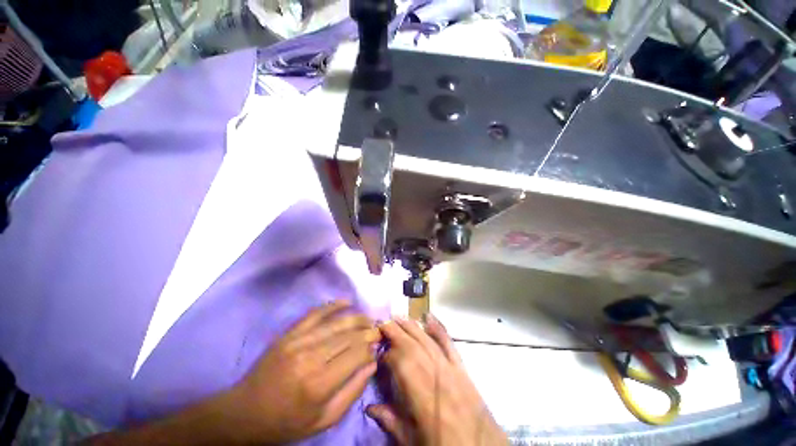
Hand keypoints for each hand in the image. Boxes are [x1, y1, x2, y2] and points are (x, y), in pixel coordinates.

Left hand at [229, 299, 380, 443]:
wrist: (245, 412)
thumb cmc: (286, 422)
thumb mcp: (323, 421)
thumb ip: (352, 392)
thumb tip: (371, 364)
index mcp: (320, 384)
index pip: (356, 355)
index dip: (370, 348)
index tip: (377, 347)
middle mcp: (311, 358)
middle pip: (349, 336)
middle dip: (367, 331)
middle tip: (377, 330)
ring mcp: (299, 342)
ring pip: (336, 323)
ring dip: (356, 318)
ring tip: (368, 319)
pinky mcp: (290, 334)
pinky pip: (315, 314)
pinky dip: (333, 305)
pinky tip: (347, 301)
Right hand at [367, 315, 507, 445]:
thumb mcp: (413, 442)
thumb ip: (391, 422)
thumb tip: (370, 407)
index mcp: (422, 395)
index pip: (400, 363)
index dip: (387, 355)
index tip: (377, 352)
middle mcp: (435, 375)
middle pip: (412, 346)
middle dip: (396, 332)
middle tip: (382, 322)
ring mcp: (451, 369)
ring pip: (428, 341)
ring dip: (412, 327)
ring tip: (399, 317)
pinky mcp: (462, 369)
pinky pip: (449, 344)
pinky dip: (439, 329)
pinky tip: (430, 317)